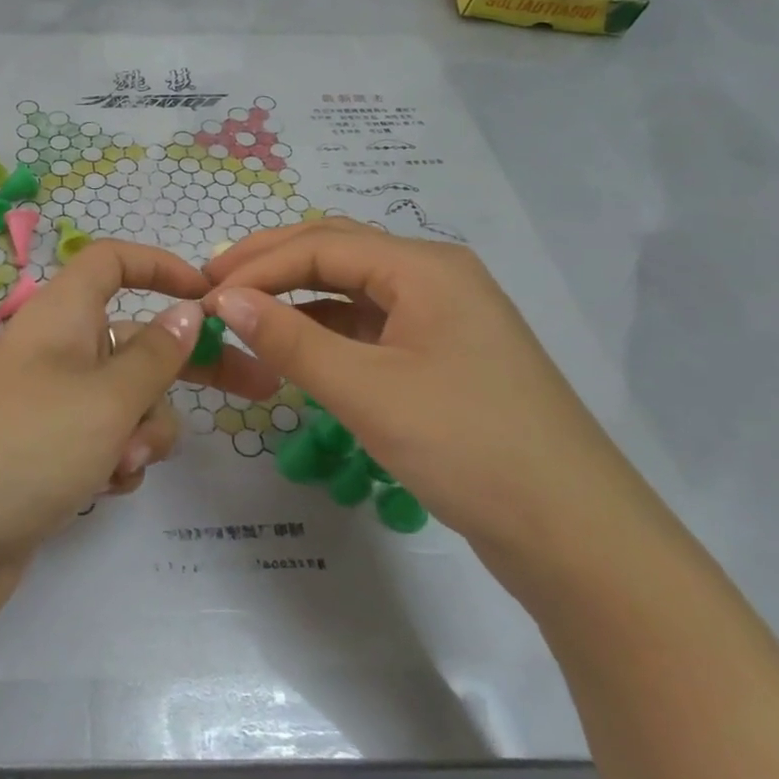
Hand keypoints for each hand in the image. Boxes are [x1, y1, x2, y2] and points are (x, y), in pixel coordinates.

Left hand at [0, 240, 279, 563]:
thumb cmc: (30, 446)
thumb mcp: (107, 397)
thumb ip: (156, 354)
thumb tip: (187, 311)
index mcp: (62, 314)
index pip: (112, 261)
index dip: (160, 267)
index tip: (209, 298)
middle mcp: (56, 349)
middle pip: (135, 339)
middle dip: (187, 368)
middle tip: (256, 391)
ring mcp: (50, 402)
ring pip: (126, 398)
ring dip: (143, 428)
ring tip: (125, 460)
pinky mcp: (47, 450)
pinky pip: (103, 438)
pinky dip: (115, 457)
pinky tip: (106, 485)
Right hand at [205, 221, 647, 568]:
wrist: (575, 534)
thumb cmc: (468, 446)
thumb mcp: (367, 391)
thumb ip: (290, 339)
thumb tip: (222, 300)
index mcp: (425, 267)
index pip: (321, 244)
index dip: (256, 265)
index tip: (203, 295)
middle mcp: (435, 277)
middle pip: (337, 251)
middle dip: (271, 263)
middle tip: (213, 285)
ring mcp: (442, 316)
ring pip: (353, 287)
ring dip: (296, 293)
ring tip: (242, 310)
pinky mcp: (442, 354)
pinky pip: (370, 323)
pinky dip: (325, 327)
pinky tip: (294, 344)